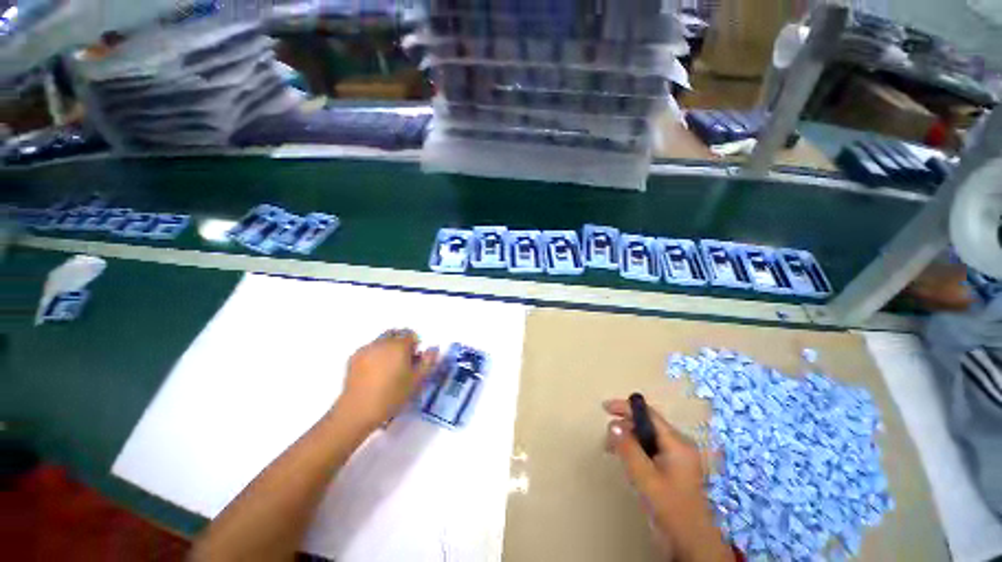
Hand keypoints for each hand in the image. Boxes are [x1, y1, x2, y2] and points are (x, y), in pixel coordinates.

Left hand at [336, 329, 438, 430]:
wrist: (358, 411)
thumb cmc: (392, 396)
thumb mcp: (417, 381)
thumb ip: (428, 362)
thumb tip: (433, 348)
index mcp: (399, 345)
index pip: (411, 334)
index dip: (415, 345)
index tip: (415, 359)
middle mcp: (382, 342)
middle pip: (395, 333)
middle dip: (401, 342)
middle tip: (403, 360)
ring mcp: (367, 348)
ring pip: (381, 340)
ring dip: (388, 347)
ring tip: (388, 367)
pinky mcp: (354, 357)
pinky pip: (369, 349)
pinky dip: (375, 354)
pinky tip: (374, 371)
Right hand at [603, 399, 732, 561]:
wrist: (692, 544)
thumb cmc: (670, 509)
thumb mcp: (645, 478)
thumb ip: (628, 449)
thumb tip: (613, 425)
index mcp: (677, 443)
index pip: (648, 414)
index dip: (626, 407)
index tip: (605, 408)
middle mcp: (679, 445)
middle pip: (647, 424)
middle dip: (625, 426)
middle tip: (607, 439)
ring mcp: (678, 456)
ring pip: (647, 436)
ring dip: (628, 439)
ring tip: (613, 450)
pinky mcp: (674, 467)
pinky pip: (651, 448)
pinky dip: (636, 449)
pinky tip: (627, 461)